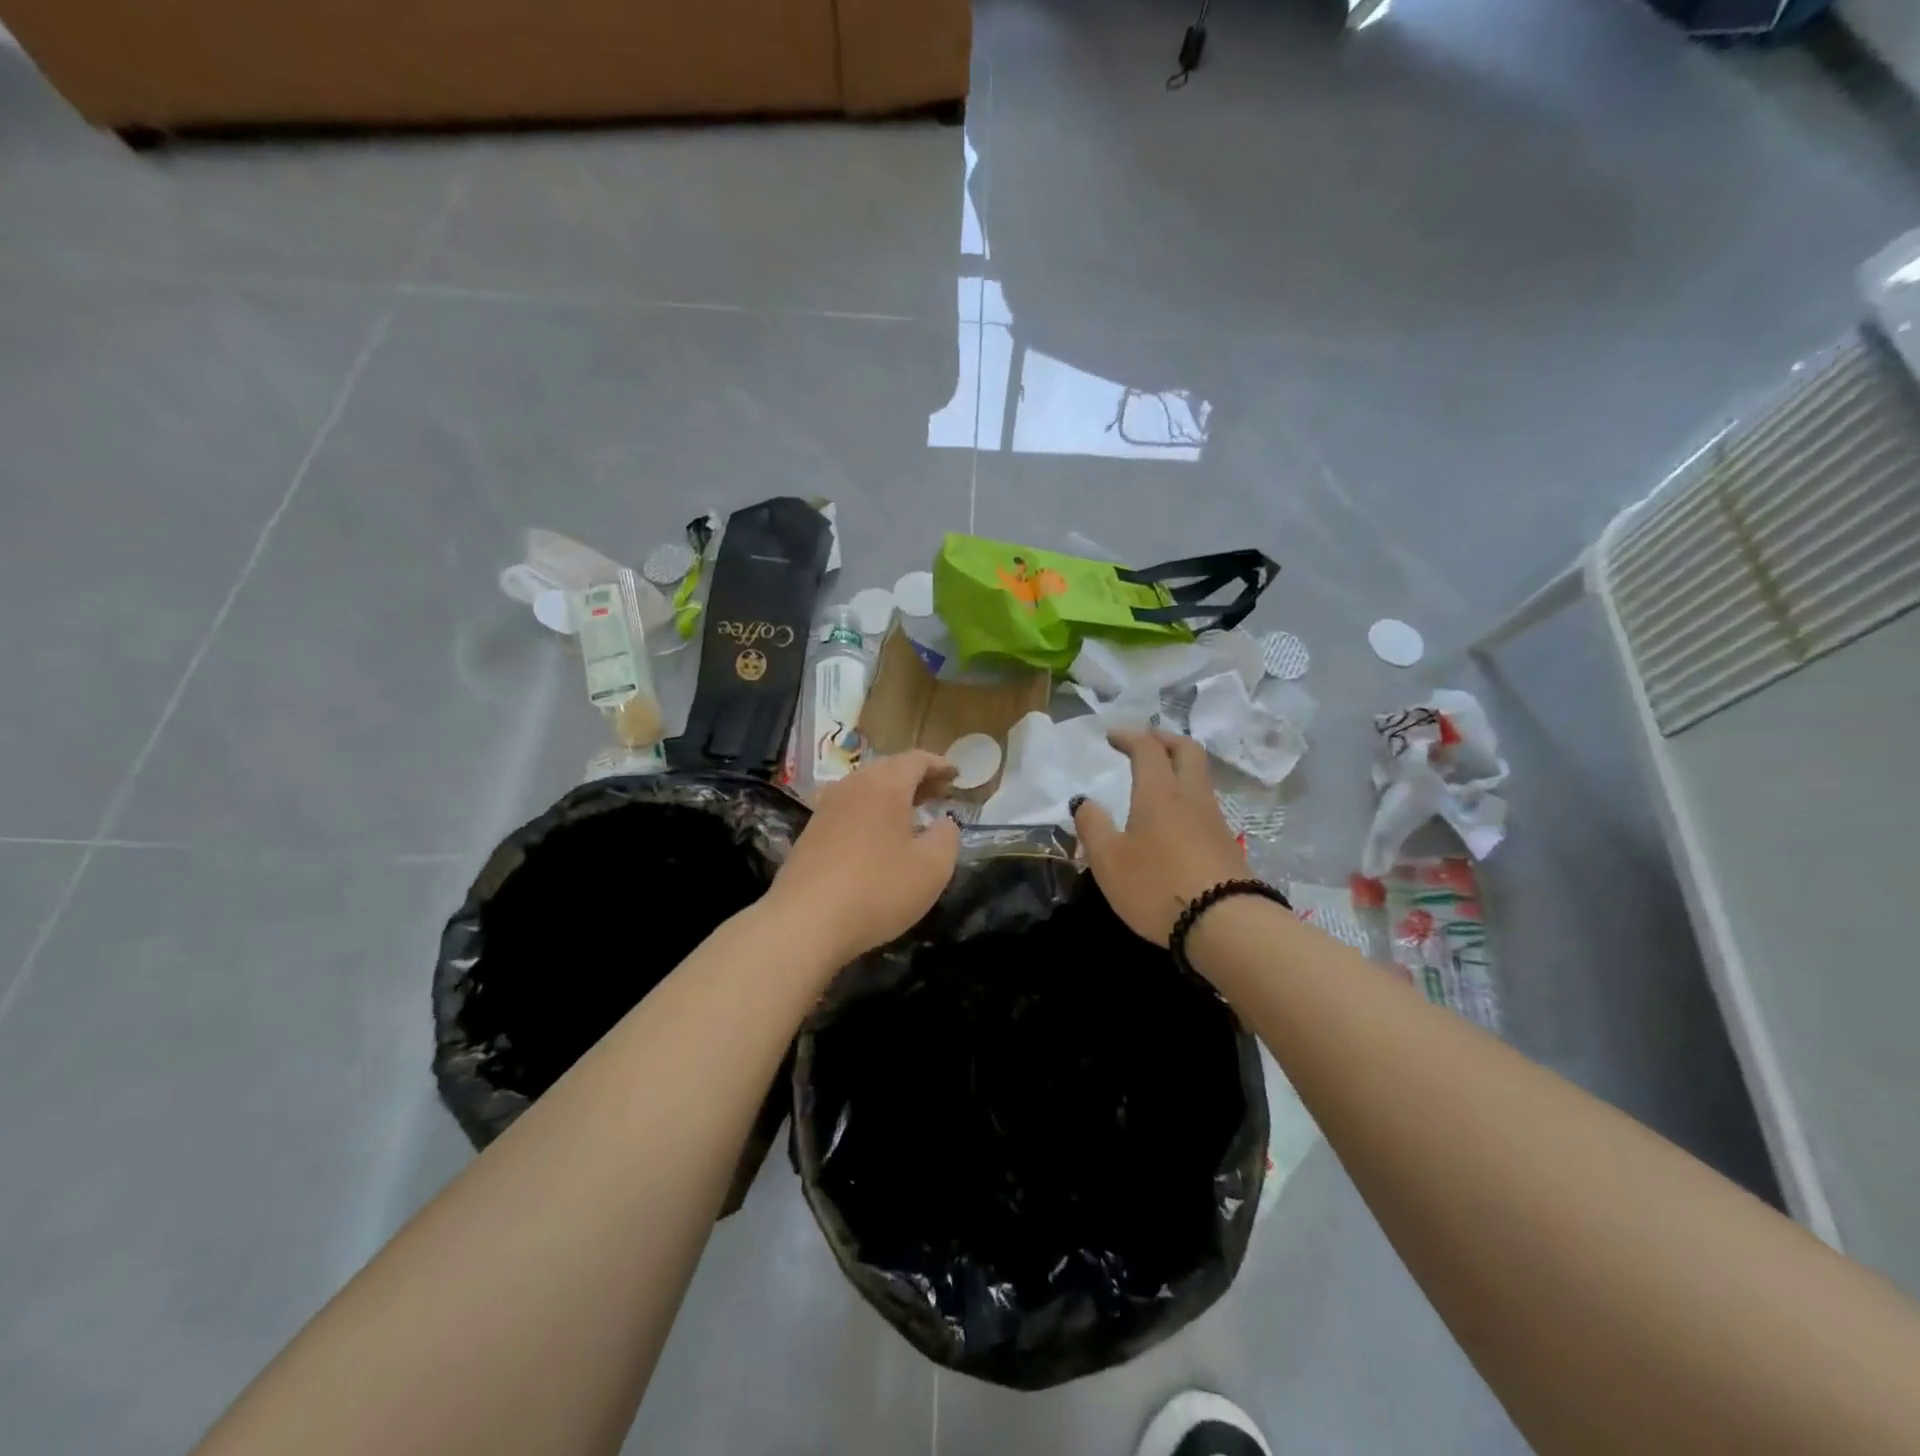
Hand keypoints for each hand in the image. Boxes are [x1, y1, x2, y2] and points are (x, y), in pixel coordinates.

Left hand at [765, 751, 960, 967]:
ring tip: (911, 813)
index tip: (956, 775)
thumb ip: (947, 838)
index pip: (916, 760)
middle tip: (938, 793)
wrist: (804, 922)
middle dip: (916, 777)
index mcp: (885, 785)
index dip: (939, 765)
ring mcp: (827, 808)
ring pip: (865, 787)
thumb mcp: (932, 868)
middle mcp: (853, 786)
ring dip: (891, 794)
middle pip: (888, 769)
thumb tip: (944, 823)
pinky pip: (849, 808)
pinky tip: (878, 836)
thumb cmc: (877, 889)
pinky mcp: (811, 832)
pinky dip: (870, 811)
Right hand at [1072, 728, 1246, 945]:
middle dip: (1164, 739)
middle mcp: (1191, 796)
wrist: (1225, 925)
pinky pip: (1204, 804)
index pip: (1148, 748)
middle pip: (1187, 750)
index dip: (1129, 736)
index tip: (1111, 736)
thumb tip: (1085, 802)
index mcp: (1159, 792)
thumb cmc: (1156, 886)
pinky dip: (1186, 795)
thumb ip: (1092, 826)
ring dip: (1178, 766)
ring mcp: (1214, 820)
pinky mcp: (1226, 844)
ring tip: (1157, 778)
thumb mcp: (1108, 860)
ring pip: (1200, 777)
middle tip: (1144, 741)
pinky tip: (1173, 817)